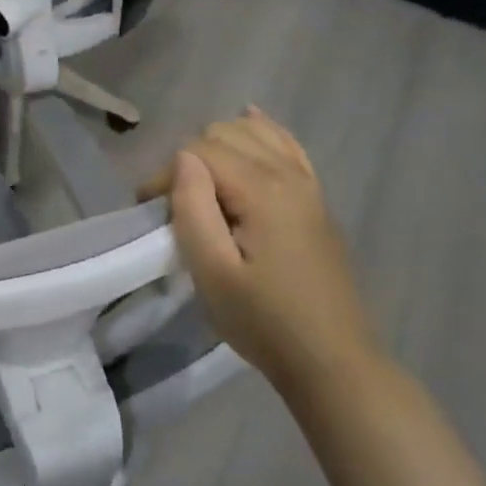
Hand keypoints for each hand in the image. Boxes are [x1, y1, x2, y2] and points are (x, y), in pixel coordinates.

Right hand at [145, 108, 380, 402]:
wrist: (333, 363)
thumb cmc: (265, 321)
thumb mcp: (212, 272)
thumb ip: (192, 206)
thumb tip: (183, 159)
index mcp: (262, 188)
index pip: (198, 150)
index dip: (167, 174)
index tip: (152, 213)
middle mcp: (288, 173)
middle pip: (223, 133)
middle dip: (191, 159)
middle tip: (176, 204)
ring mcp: (307, 183)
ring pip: (253, 130)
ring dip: (220, 145)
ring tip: (204, 185)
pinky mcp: (315, 198)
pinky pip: (286, 143)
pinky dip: (263, 130)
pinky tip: (249, 123)